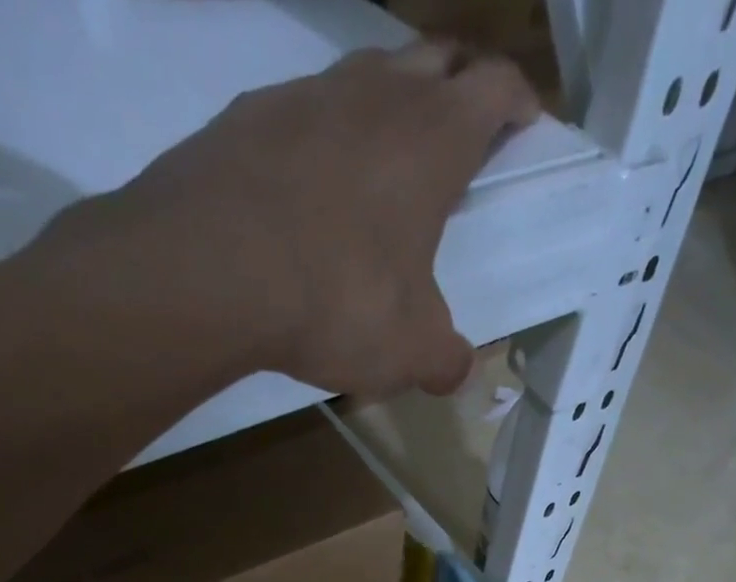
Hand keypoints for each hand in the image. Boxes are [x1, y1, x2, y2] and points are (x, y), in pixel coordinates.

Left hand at [37, 41, 537, 398]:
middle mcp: (375, 96)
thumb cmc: (337, 302)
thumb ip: (443, 360)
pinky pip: (299, 112)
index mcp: (433, 140)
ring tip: (381, 164)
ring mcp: (305, 95)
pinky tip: (306, 189)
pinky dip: (318, 139)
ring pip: (365, 75)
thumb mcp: (408, 351)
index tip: (526, 124)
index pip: (496, 87)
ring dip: (385, 106)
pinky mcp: (246, 116)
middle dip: (458, 86)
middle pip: (436, 57)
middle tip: (459, 134)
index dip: (519, 102)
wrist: (210, 271)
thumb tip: (455, 371)